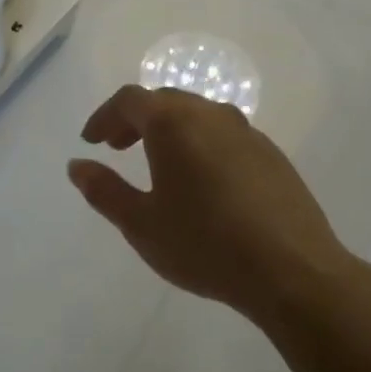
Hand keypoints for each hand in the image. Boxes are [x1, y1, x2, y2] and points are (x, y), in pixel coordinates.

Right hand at [68, 85, 355, 324]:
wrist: (293, 271)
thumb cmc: (205, 245)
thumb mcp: (141, 224)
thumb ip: (104, 190)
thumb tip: (77, 166)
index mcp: (173, 123)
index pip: (130, 100)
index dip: (105, 117)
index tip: (92, 141)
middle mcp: (210, 114)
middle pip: (164, 100)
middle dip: (135, 119)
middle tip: (119, 147)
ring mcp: (246, 131)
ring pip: (197, 114)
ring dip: (170, 129)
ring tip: (159, 163)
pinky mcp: (271, 153)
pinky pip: (224, 134)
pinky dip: (201, 143)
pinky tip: (203, 181)